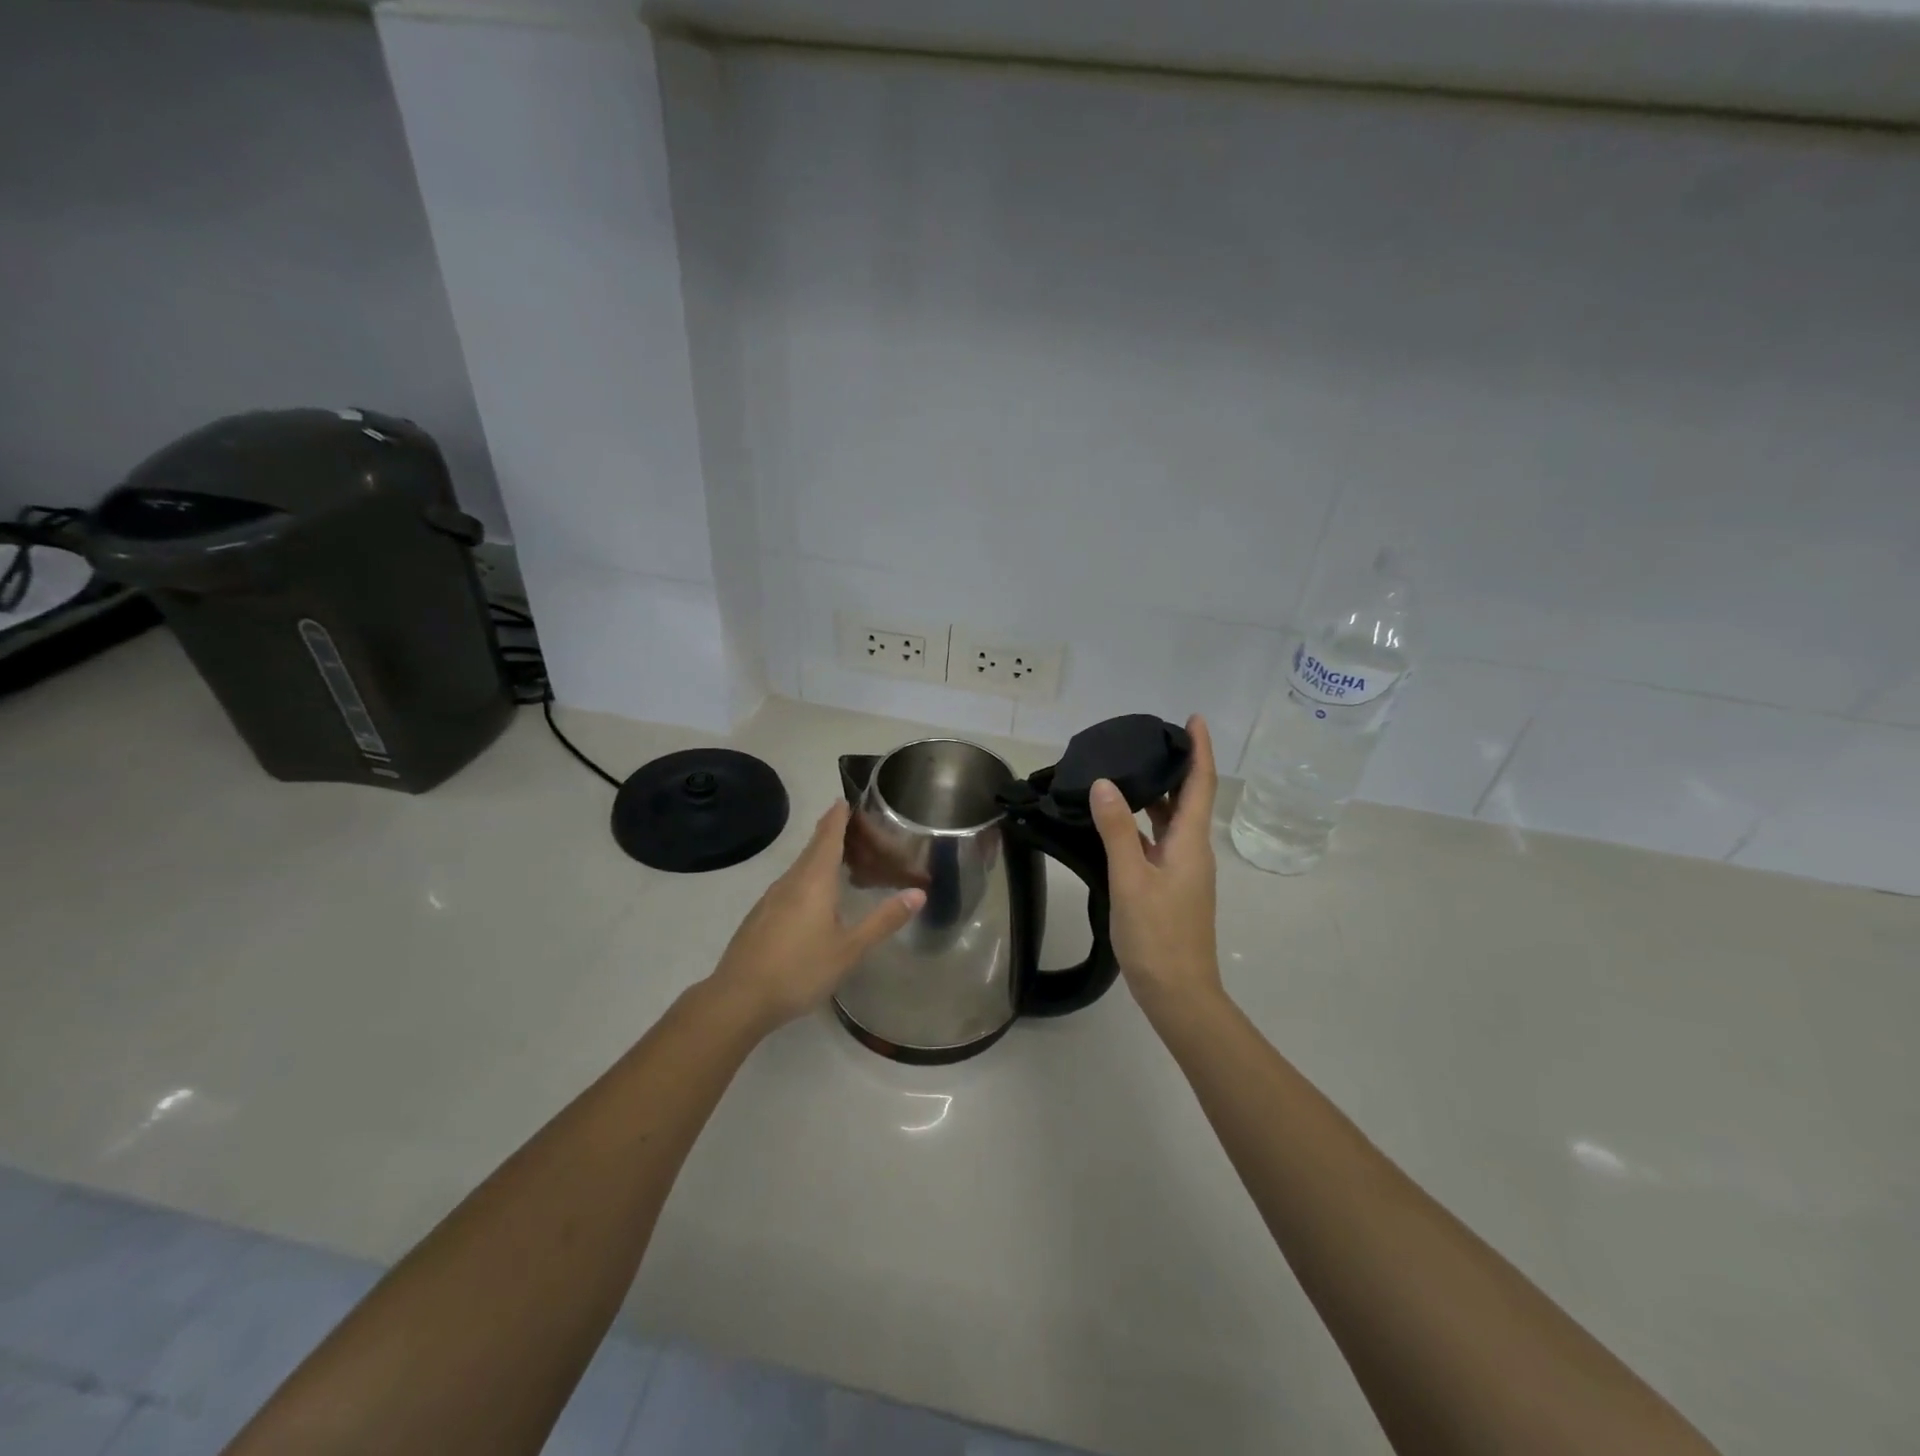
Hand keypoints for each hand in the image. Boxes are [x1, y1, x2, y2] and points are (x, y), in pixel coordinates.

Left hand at [705, 802, 924, 1032]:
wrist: (738, 998)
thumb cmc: (799, 970)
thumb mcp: (850, 949)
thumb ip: (883, 920)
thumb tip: (918, 893)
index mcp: (814, 880)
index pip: (828, 836)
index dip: (839, 816)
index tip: (847, 799)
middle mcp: (790, 881)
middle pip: (813, 847)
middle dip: (832, 833)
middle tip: (857, 829)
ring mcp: (771, 898)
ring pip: (800, 867)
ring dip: (821, 857)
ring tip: (843, 860)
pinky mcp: (760, 916)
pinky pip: (790, 884)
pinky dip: (808, 878)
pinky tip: (815, 898)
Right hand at [1089, 715, 1222, 1009]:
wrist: (1178, 992)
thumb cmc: (1158, 935)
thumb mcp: (1131, 879)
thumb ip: (1118, 830)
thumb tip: (1105, 783)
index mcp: (1190, 843)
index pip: (1200, 784)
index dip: (1200, 749)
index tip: (1193, 719)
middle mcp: (1192, 850)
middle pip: (1188, 798)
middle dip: (1174, 766)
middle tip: (1145, 740)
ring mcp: (1183, 870)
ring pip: (1172, 821)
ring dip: (1157, 794)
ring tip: (1128, 770)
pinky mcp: (1171, 886)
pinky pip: (1160, 841)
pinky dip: (1144, 823)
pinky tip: (1119, 820)